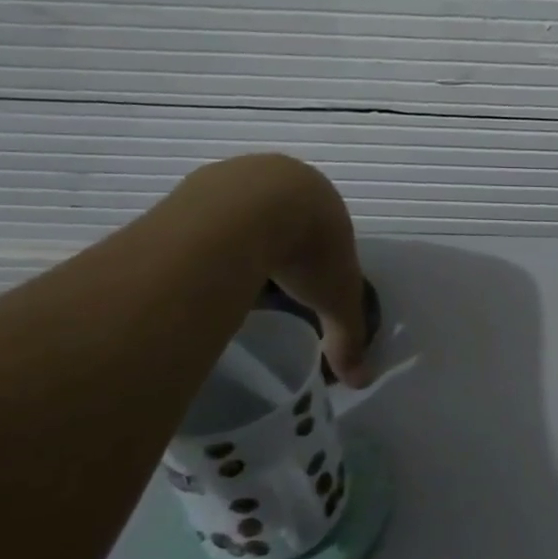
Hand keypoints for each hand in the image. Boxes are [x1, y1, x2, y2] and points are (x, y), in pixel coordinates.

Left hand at [177, 154, 374, 386]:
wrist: (247, 213)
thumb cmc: (307, 249)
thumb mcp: (337, 298)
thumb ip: (348, 337)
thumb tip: (361, 382)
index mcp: (323, 198)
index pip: (325, 225)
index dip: (319, 251)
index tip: (307, 279)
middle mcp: (281, 178)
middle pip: (281, 215)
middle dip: (276, 244)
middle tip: (268, 283)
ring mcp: (235, 177)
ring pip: (239, 213)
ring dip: (237, 239)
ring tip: (230, 277)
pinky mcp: (196, 184)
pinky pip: (202, 216)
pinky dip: (204, 238)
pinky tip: (200, 265)